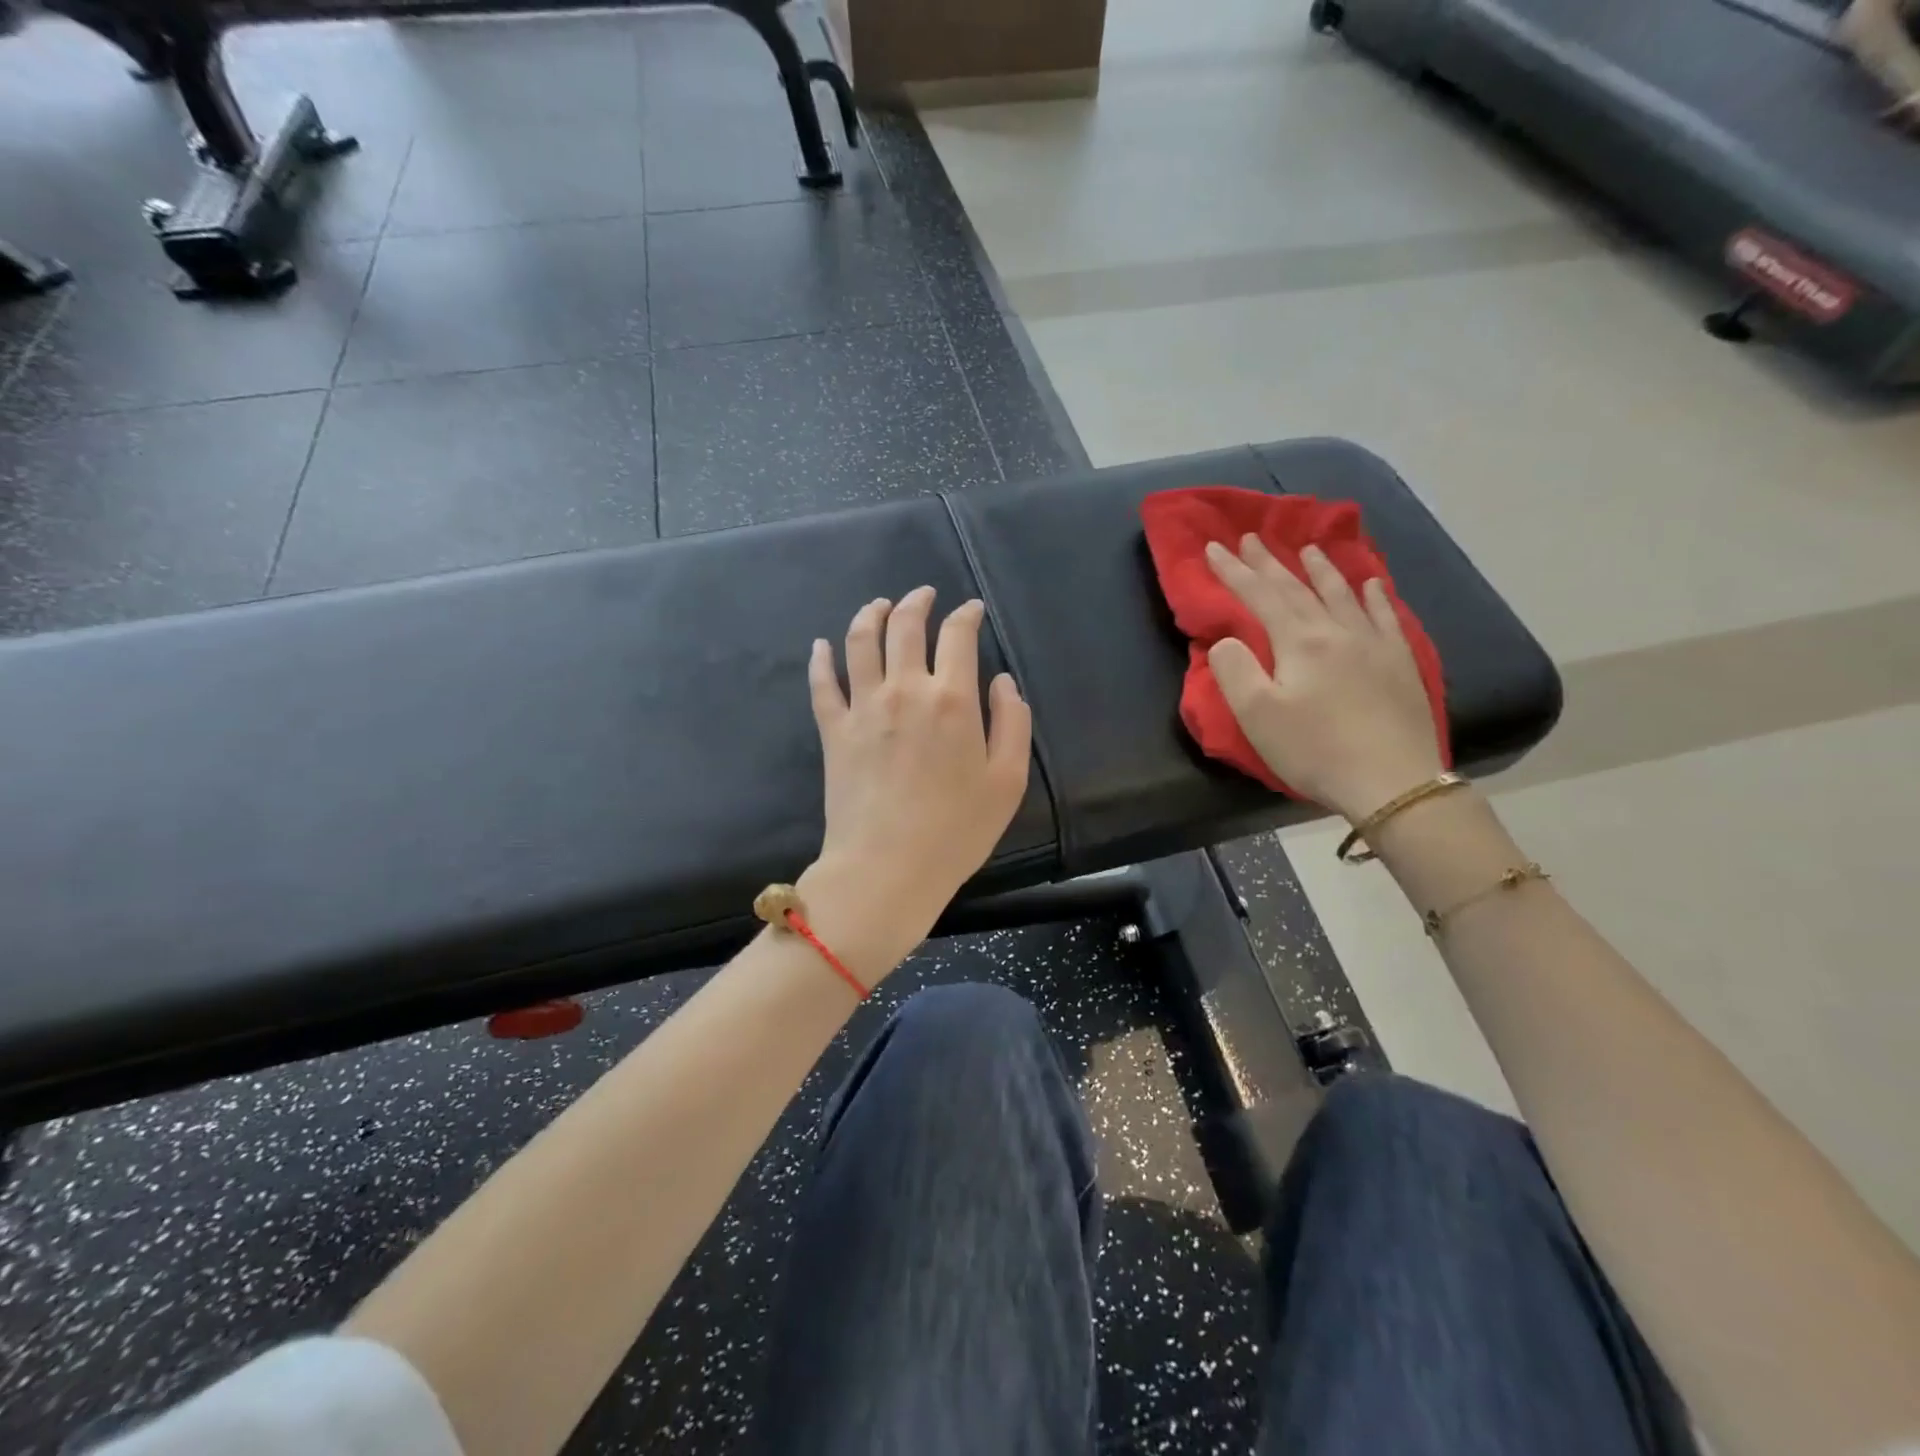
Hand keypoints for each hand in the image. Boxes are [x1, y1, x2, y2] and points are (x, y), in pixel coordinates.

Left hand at [799, 588, 1031, 980]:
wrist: (888, 868)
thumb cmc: (956, 831)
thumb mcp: (1008, 781)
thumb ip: (1013, 723)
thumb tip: (1002, 681)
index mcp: (952, 699)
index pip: (958, 636)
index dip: (966, 615)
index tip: (971, 610)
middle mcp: (905, 689)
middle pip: (905, 626)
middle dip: (917, 602)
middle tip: (923, 594)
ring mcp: (863, 707)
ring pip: (860, 642)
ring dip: (870, 615)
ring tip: (879, 605)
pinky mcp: (833, 730)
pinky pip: (822, 683)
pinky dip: (821, 658)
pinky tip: (822, 645)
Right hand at [1206, 536, 1443, 822]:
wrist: (1393, 781)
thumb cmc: (1315, 749)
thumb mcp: (1257, 715)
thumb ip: (1234, 670)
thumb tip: (1227, 640)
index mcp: (1300, 641)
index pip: (1260, 596)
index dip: (1234, 572)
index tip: (1215, 547)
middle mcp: (1338, 630)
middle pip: (1298, 588)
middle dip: (1270, 563)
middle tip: (1252, 538)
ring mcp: (1374, 644)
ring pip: (1342, 594)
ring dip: (1321, 570)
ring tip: (1308, 550)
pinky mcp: (1399, 663)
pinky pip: (1384, 616)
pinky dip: (1372, 595)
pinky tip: (1370, 584)